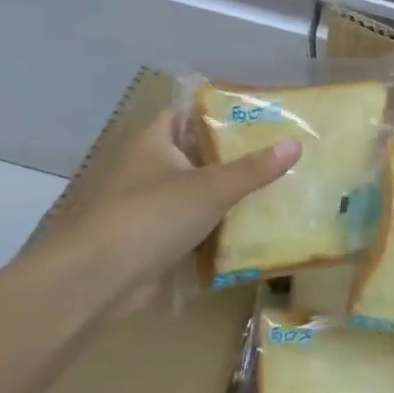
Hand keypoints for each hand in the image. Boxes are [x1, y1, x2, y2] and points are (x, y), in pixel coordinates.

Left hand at [58, 107, 299, 324]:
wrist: (97, 281)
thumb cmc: (150, 217)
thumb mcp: (210, 188)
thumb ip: (254, 168)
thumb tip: (296, 143)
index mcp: (155, 143)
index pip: (189, 114)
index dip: (222, 111)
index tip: (262, 114)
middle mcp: (153, 169)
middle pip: (201, 154)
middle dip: (238, 155)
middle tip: (283, 152)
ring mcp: (155, 207)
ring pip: (202, 193)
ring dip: (234, 194)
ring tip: (282, 187)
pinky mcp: (160, 242)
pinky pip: (200, 227)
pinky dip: (224, 228)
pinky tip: (260, 228)